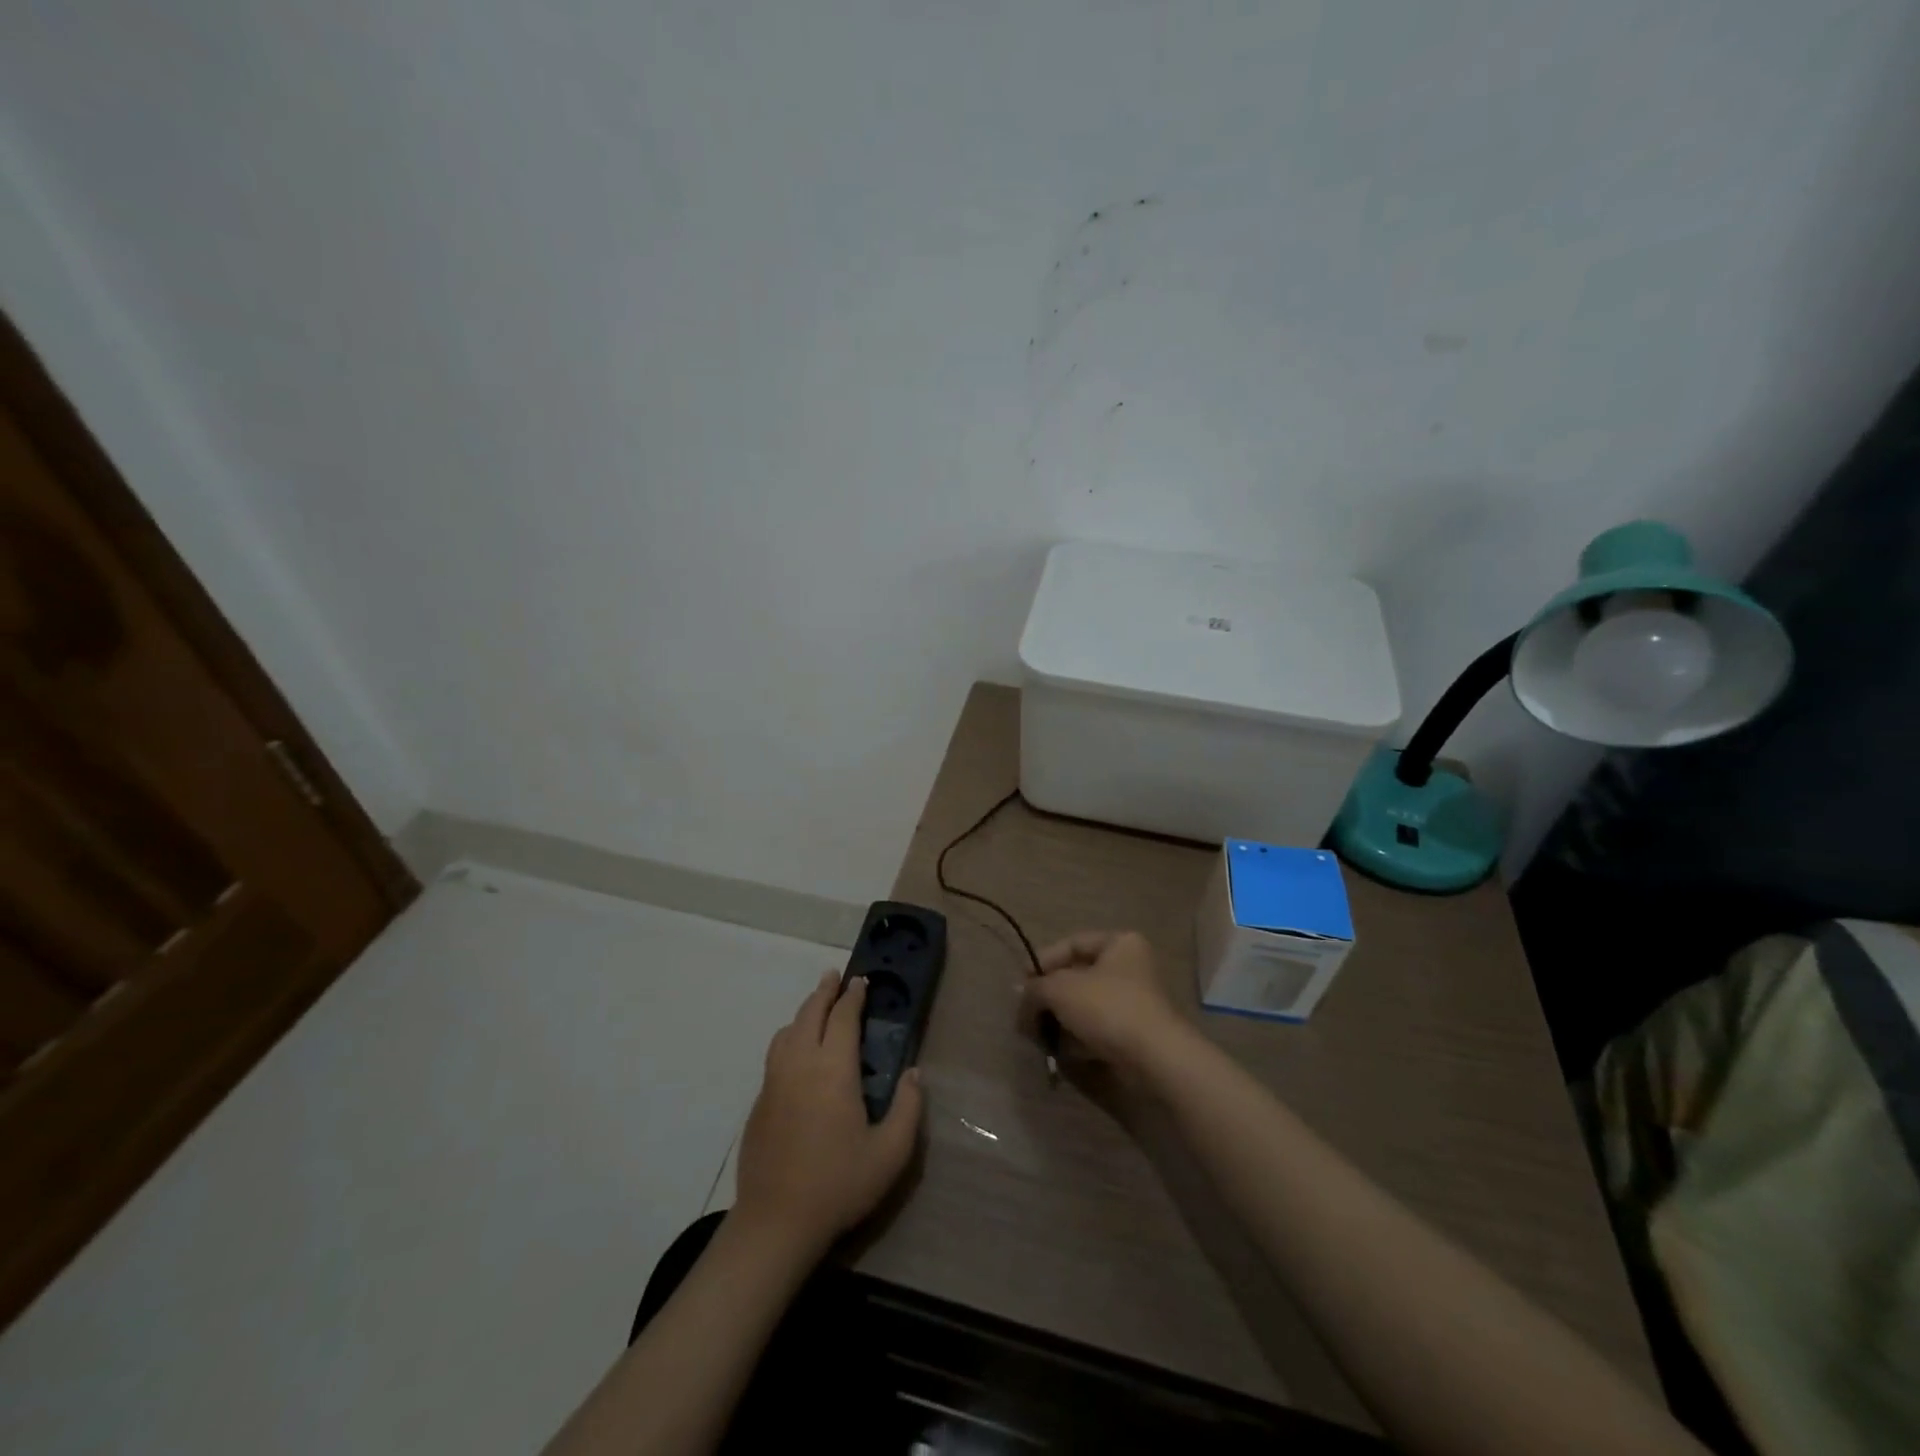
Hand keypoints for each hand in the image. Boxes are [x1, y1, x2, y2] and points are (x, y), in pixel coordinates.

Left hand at [733, 971, 923, 1257]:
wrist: (776, 1223)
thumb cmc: (838, 1184)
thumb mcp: (890, 1153)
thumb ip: (909, 1108)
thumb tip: (915, 1074)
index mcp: (833, 1069)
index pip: (843, 1017)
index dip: (853, 996)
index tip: (862, 982)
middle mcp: (800, 1064)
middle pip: (810, 1013)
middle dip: (824, 991)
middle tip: (836, 978)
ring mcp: (774, 1081)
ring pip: (788, 1030)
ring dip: (804, 1012)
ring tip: (818, 1009)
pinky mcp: (760, 1101)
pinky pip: (775, 1054)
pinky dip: (790, 1037)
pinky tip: (798, 1051)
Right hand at [1022, 931, 1189, 1074]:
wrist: (1154, 1058)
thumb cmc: (1107, 1007)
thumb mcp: (1060, 990)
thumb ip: (1035, 989)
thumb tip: (1022, 997)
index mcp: (1119, 943)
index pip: (1072, 944)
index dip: (1043, 961)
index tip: (1023, 984)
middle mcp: (1131, 967)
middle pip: (1077, 977)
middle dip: (1050, 997)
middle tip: (1027, 1015)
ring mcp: (1135, 1002)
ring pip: (1085, 1005)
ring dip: (1061, 1020)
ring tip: (1041, 1036)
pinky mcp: (1134, 1033)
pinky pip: (1097, 1029)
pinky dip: (1078, 1038)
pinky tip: (1062, 1051)